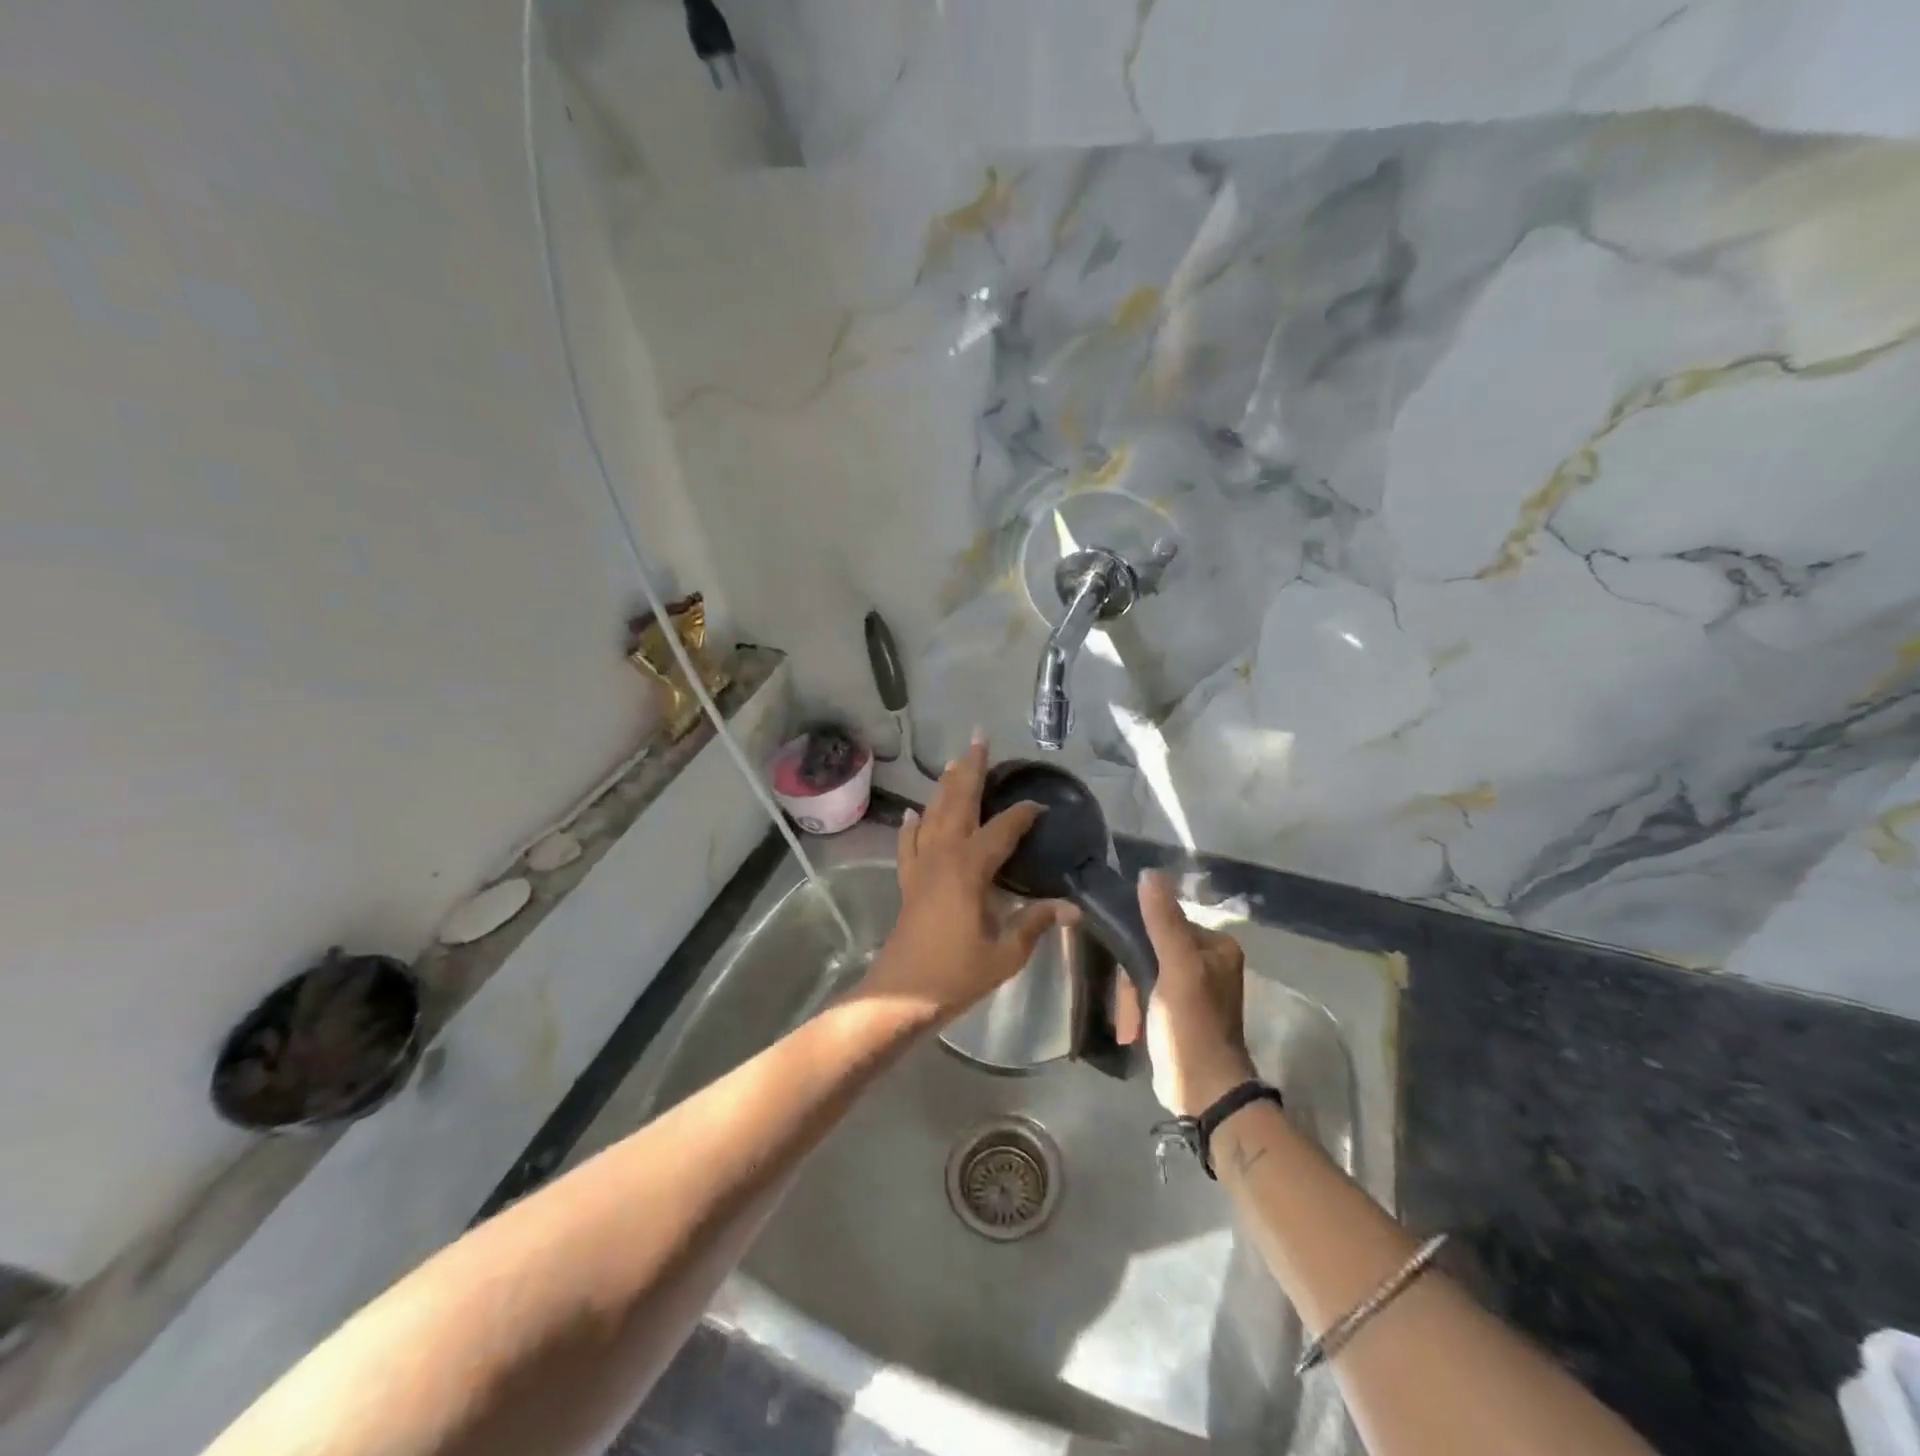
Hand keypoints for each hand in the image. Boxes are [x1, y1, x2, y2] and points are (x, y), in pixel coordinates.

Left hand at [862, 735, 1078, 1026]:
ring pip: (933, 814)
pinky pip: (909, 843)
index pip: (1002, 830)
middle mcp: (943, 855)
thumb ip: (1035, 924)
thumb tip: (1071, 908)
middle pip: (958, 803)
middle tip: (980, 739)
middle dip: (971, 769)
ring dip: (945, 787)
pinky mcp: (908, 881)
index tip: (1041, 805)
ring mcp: (921, 866)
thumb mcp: (1005, 953)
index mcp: (969, 868)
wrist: (902, 994)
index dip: (1023, 814)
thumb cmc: (956, 974)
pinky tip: (913, 813)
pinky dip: (913, 826)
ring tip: (954, 762)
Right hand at [1138, 870, 1255, 1115]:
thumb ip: (1163, 921)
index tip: (1124, 962)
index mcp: (1217, 946)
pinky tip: (1132, 1026)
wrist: (1202, 1091)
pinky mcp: (1182, 1012)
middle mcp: (1210, 962)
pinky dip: (1137, 1008)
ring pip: (1148, 971)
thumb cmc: (1191, 1025)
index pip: (1166, 921)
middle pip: (1155, 946)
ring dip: (1132, 995)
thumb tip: (1149, 873)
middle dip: (1134, 974)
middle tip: (1128, 999)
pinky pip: (1150, 994)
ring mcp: (1196, 989)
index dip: (1139, 938)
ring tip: (1129, 1021)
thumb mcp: (1176, 968)